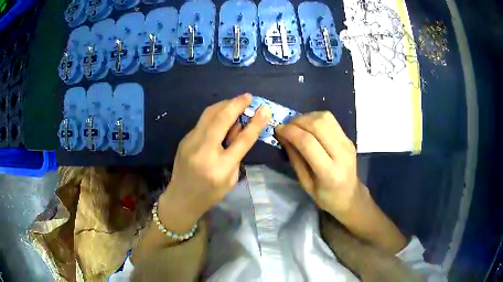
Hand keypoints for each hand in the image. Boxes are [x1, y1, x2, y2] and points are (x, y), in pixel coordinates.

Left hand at [159, 93, 270, 230]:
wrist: (181, 198)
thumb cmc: (210, 193)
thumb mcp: (231, 178)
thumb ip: (236, 153)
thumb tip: (239, 127)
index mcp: (220, 167)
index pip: (242, 140)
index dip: (255, 122)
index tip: (264, 109)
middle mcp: (203, 151)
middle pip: (221, 119)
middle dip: (236, 104)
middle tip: (248, 96)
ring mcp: (190, 143)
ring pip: (209, 114)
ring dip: (224, 105)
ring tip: (236, 102)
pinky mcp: (184, 139)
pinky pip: (202, 121)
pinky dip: (215, 114)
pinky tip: (222, 116)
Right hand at [275, 111, 362, 216]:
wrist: (351, 196)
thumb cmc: (326, 196)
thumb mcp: (305, 184)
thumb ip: (295, 159)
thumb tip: (283, 136)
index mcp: (329, 172)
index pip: (308, 143)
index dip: (290, 132)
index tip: (278, 129)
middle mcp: (341, 153)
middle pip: (318, 124)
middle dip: (297, 121)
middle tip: (286, 126)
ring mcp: (347, 143)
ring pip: (325, 118)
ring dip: (306, 117)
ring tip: (296, 125)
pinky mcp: (348, 137)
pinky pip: (330, 120)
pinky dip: (315, 118)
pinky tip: (308, 126)